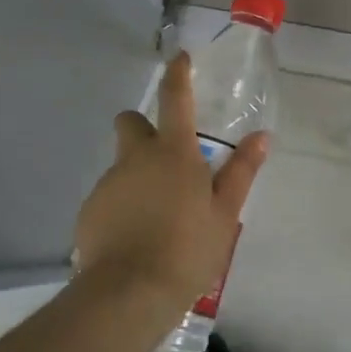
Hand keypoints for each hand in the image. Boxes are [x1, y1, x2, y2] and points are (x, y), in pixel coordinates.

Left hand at [73, 52, 268, 318]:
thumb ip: (241, 172)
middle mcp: (135, 158)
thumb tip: (261, 137)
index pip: (175, 99)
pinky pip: (110, 195)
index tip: (180, 59)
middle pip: (131, 122)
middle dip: (144, 126)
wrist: (129, 293)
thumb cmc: (187, 249)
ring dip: (138, 173)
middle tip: (167, 157)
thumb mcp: (224, 212)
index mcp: (174, 152)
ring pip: (122, 163)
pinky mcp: (89, 210)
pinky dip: (124, 203)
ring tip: (160, 214)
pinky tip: (138, 234)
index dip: (178, 75)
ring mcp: (108, 183)